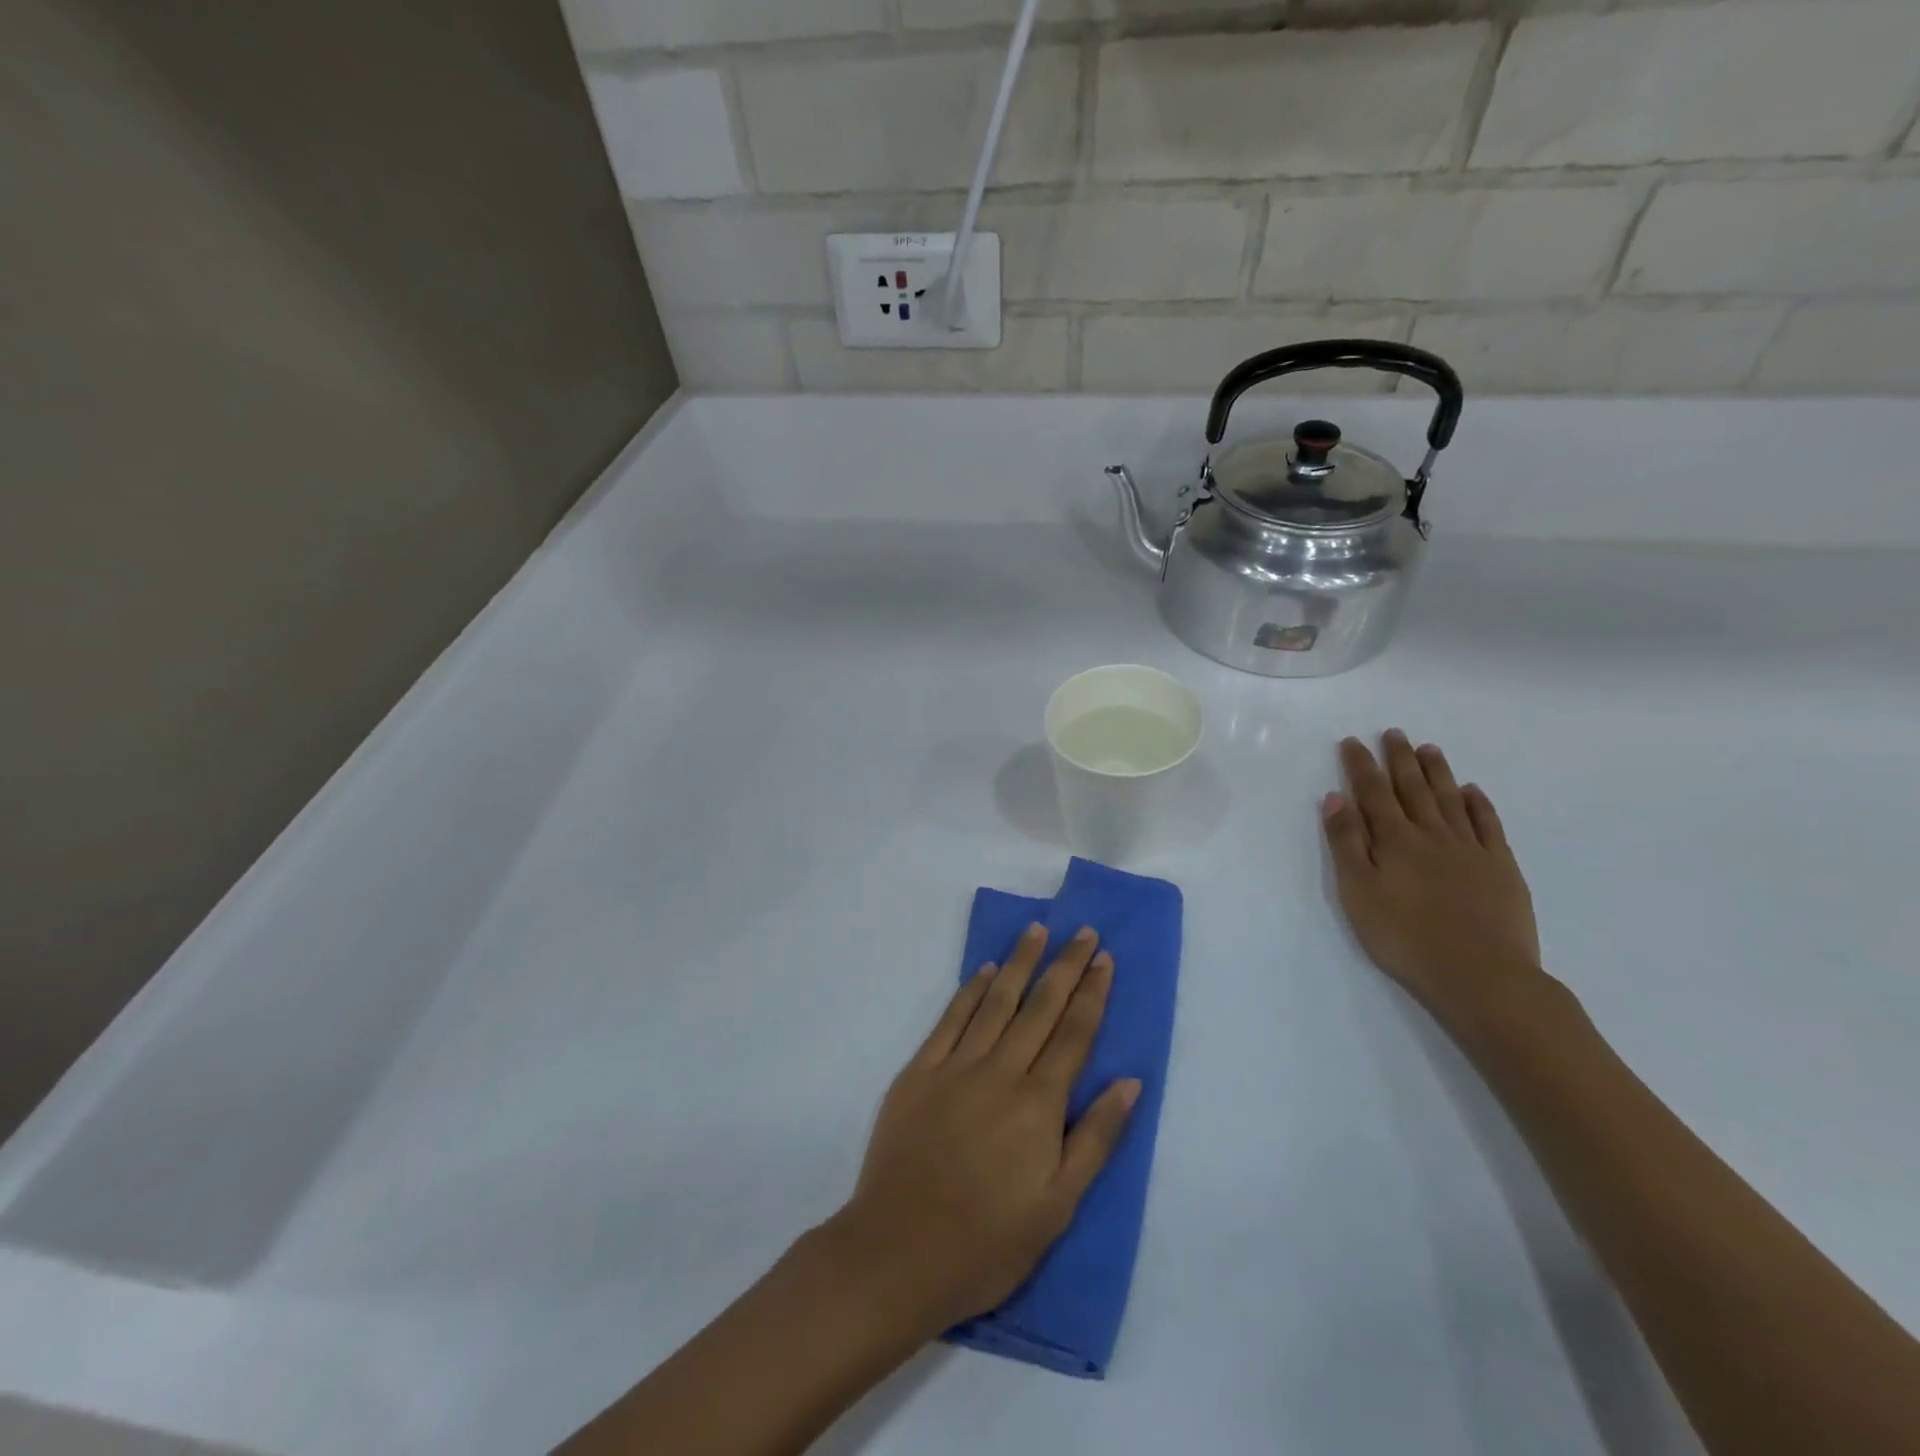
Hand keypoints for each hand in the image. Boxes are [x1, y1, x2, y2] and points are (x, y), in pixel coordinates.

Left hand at [826, 925, 1140, 1337]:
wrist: (898, 1251)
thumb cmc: (987, 1241)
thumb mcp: (1057, 1206)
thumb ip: (1096, 1139)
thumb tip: (1129, 1082)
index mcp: (1038, 1103)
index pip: (1074, 1034)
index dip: (1092, 993)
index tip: (1103, 958)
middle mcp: (1000, 1071)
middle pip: (1040, 1007)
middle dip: (1064, 966)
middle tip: (1081, 930)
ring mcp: (956, 1066)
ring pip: (996, 1001)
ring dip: (1019, 963)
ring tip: (1037, 931)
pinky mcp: (919, 1071)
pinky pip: (950, 1019)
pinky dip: (970, 990)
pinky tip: (984, 970)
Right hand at [1322, 731, 1550, 1034]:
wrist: (1480, 974)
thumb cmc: (1404, 936)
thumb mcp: (1358, 891)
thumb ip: (1346, 843)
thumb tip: (1336, 798)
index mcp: (1393, 839)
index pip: (1372, 792)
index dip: (1361, 765)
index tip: (1352, 742)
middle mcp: (1431, 833)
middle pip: (1412, 787)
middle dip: (1399, 759)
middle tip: (1394, 733)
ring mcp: (1470, 848)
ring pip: (1449, 798)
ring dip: (1436, 772)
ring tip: (1428, 749)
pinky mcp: (1500, 867)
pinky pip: (1487, 824)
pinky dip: (1478, 803)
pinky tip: (1472, 791)